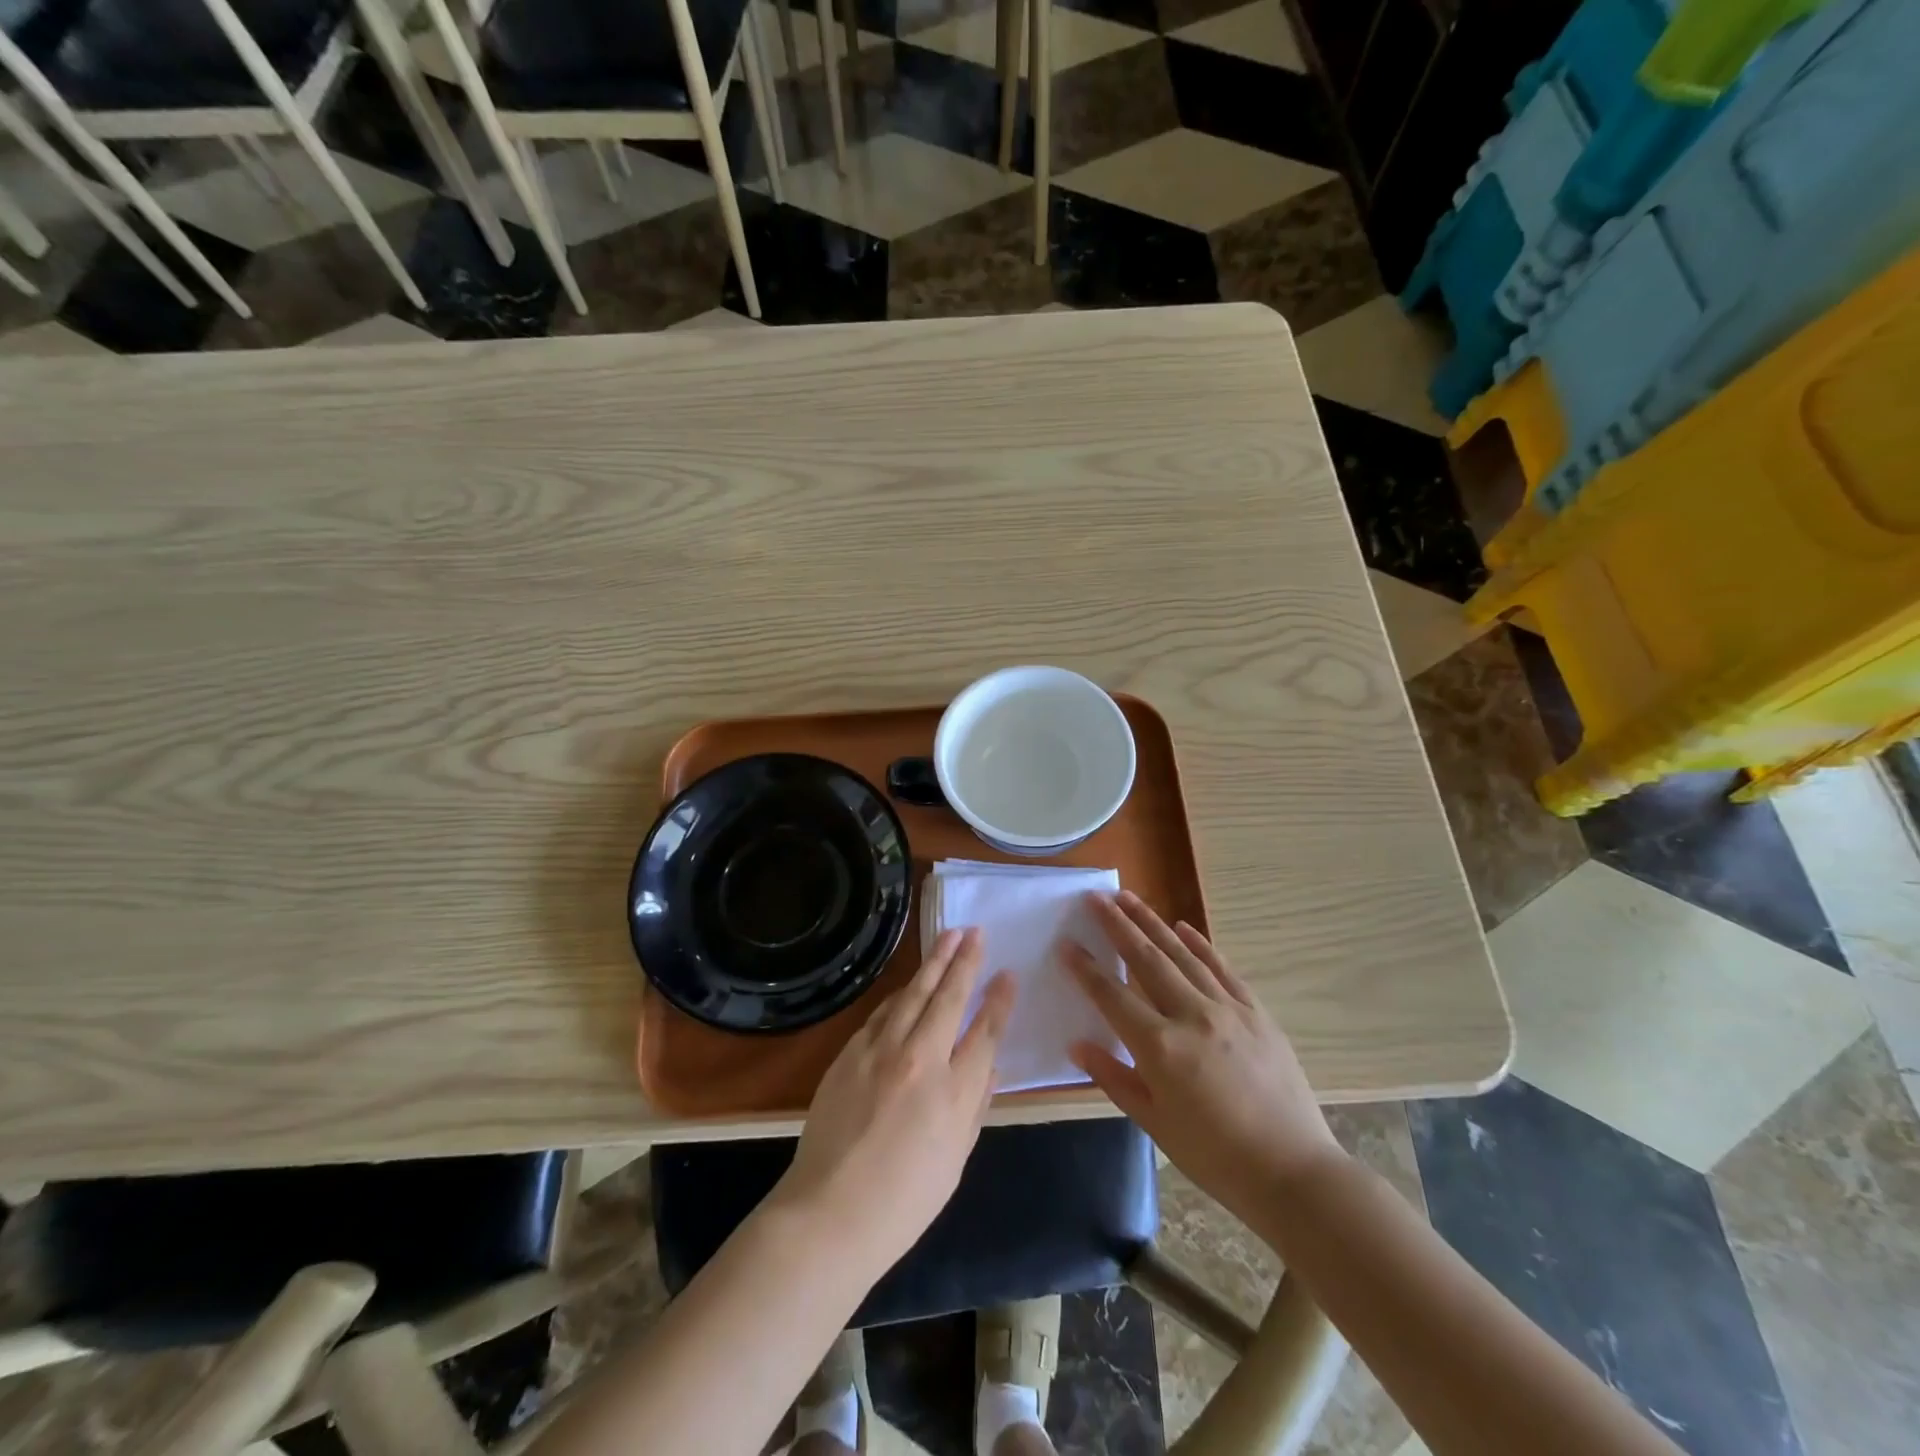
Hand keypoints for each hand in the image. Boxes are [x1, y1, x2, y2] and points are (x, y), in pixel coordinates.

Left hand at [770, 928, 1015, 1277]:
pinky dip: (900, 994)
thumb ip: (976, 1106)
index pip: (985, 1031)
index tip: (1008, 974)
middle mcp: (920, 1059)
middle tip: (976, 932)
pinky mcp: (850, 1053)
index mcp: (954, 1092)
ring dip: (933, 963)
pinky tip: (909, 984)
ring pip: (913, 993)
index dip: (999, 1000)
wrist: (829, 1213)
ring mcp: (881, 1051)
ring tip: (948, 937)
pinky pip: (882, 1012)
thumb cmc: (903, 1201)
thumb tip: (991, 1066)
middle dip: (966, 961)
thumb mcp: (956, 1160)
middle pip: (949, 998)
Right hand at [1065, 891, 1343, 1224]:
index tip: (1066, 943)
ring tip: (1129, 898)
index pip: (1112, 996)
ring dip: (1152, 923)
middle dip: (1117, 925)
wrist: (1293, 1172)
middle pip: (1145, 960)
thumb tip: (1078, 1045)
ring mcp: (1227, 1009)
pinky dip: (1199, 944)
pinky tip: (1182, 927)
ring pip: (1181, 954)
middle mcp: (1190, 1016)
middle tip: (1096, 898)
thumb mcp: (1155, 1124)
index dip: (1085, 969)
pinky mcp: (1256, 1011)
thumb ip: (1114, 1078)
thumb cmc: (1214, 1157)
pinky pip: (1222, 968)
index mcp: (1160, 1048)